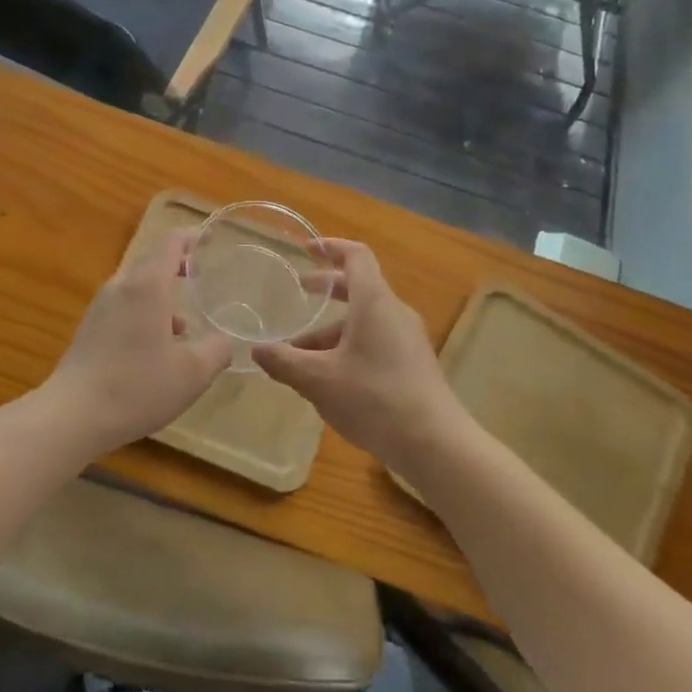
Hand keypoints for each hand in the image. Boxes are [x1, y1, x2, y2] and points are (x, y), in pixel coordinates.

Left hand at [38, 231, 233, 457]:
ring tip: (187, 326)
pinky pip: (125, 305)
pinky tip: (157, 348)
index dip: (193, 236)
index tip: (211, 239)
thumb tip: (224, 340)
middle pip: (153, 261)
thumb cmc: (137, 387)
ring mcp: (101, 306)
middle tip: (205, 278)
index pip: (171, 242)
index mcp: (148, 284)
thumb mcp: (193, 373)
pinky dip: (146, 312)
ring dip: (163, 296)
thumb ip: (217, 350)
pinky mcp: (90, 327)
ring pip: (138, 286)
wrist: (72, 416)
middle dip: (180, 266)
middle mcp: (122, 285)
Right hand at [253, 240, 467, 472]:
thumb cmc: (374, 399)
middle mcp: (394, 312)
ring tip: (300, 354)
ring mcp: (408, 339)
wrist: (435, 444)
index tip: (307, 249)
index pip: (356, 256)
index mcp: (374, 302)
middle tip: (300, 292)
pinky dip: (349, 346)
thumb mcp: (319, 381)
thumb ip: (285, 362)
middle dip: (327, 288)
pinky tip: (329, 378)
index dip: (331, 247)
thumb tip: (256, 351)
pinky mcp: (413, 364)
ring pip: (365, 320)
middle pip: (360, 287)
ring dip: (332, 329)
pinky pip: (376, 341)